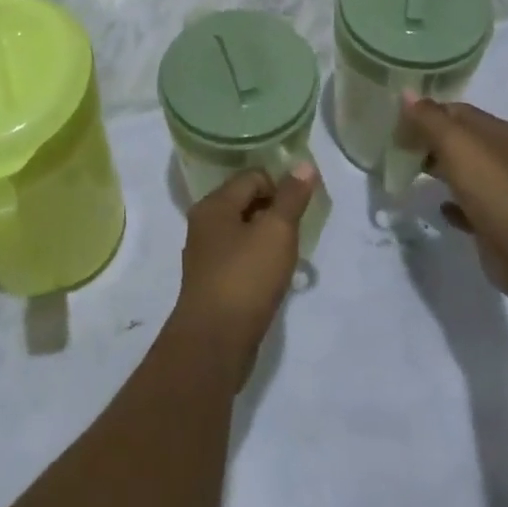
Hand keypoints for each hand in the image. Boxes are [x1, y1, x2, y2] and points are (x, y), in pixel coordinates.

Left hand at [170, 165, 316, 385]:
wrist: (214, 342)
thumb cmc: (245, 278)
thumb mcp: (276, 232)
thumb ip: (291, 197)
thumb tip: (303, 164)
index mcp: (214, 204)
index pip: (252, 177)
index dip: (280, 185)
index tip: (303, 208)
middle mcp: (204, 224)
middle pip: (245, 202)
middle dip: (274, 211)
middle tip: (299, 231)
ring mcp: (205, 255)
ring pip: (242, 232)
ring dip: (267, 238)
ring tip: (290, 255)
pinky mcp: (211, 283)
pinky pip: (239, 258)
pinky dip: (257, 261)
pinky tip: (273, 278)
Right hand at [402, 94, 507, 303]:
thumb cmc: (492, 187)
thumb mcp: (455, 143)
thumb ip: (428, 118)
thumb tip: (406, 93)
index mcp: (499, 132)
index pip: (458, 111)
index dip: (428, 113)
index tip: (399, 124)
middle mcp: (505, 158)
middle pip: (461, 141)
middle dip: (431, 141)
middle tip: (400, 149)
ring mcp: (503, 191)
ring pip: (465, 172)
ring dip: (440, 170)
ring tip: (411, 173)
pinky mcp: (498, 222)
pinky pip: (470, 206)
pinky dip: (453, 203)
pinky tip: (439, 207)